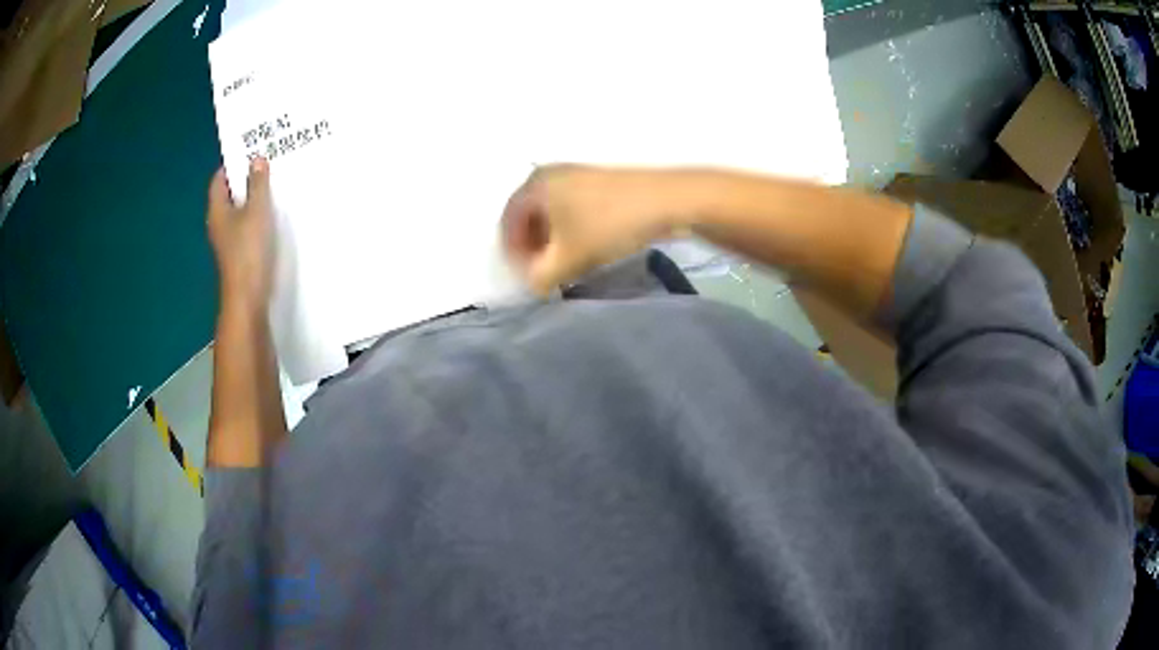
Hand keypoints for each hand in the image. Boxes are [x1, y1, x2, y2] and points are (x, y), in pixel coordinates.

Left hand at [207, 158, 275, 311]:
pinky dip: (256, 217)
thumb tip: (256, 159)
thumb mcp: (257, 210)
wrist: (248, 298)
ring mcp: (228, 240)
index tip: (251, 152)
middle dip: (246, 180)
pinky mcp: (239, 254)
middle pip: (229, 195)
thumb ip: (258, 184)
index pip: (219, 179)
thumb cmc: (249, 250)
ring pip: (239, 211)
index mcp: (217, 210)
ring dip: (253, 199)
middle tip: (267, 166)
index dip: (232, 165)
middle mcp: (219, 223)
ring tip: (273, 187)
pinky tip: (273, 215)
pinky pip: (246, 227)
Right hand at [501, 165, 678, 294]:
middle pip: (528, 218)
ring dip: (552, 242)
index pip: (508, 224)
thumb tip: (532, 284)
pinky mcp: (597, 182)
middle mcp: (549, 174)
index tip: (529, 279)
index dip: (514, 256)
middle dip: (533, 249)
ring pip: (551, 214)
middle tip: (544, 275)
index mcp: (533, 185)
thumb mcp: (568, 259)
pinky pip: (570, 209)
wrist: (665, 201)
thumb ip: (540, 277)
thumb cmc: (608, 225)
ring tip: (565, 266)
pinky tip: (584, 250)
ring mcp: (575, 175)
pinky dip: (570, 231)